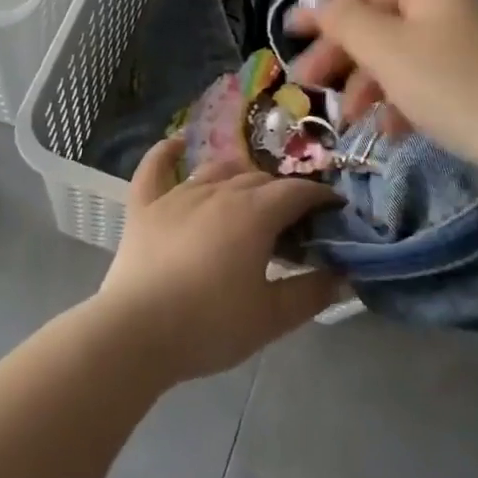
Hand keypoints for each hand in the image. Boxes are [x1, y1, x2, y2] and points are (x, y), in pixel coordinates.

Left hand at [96, 140, 341, 383]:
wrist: (135, 334)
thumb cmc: (209, 326)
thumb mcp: (271, 319)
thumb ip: (311, 294)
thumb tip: (342, 276)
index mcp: (255, 213)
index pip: (297, 192)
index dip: (321, 196)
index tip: (334, 208)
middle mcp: (220, 191)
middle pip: (260, 179)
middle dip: (284, 192)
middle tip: (295, 218)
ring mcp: (179, 194)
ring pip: (218, 170)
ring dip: (240, 176)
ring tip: (252, 192)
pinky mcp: (145, 206)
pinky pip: (155, 168)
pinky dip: (167, 152)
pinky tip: (178, 143)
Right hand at [288, 0, 477, 201]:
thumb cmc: (455, 88)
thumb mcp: (388, 50)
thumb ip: (344, 20)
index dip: (323, 7)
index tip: (289, 37)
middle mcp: (453, 4)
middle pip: (381, 19)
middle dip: (343, 53)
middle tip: (309, 85)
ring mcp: (472, 42)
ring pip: (402, 53)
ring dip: (369, 82)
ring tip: (350, 119)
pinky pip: (429, 78)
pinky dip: (402, 99)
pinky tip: (389, 129)